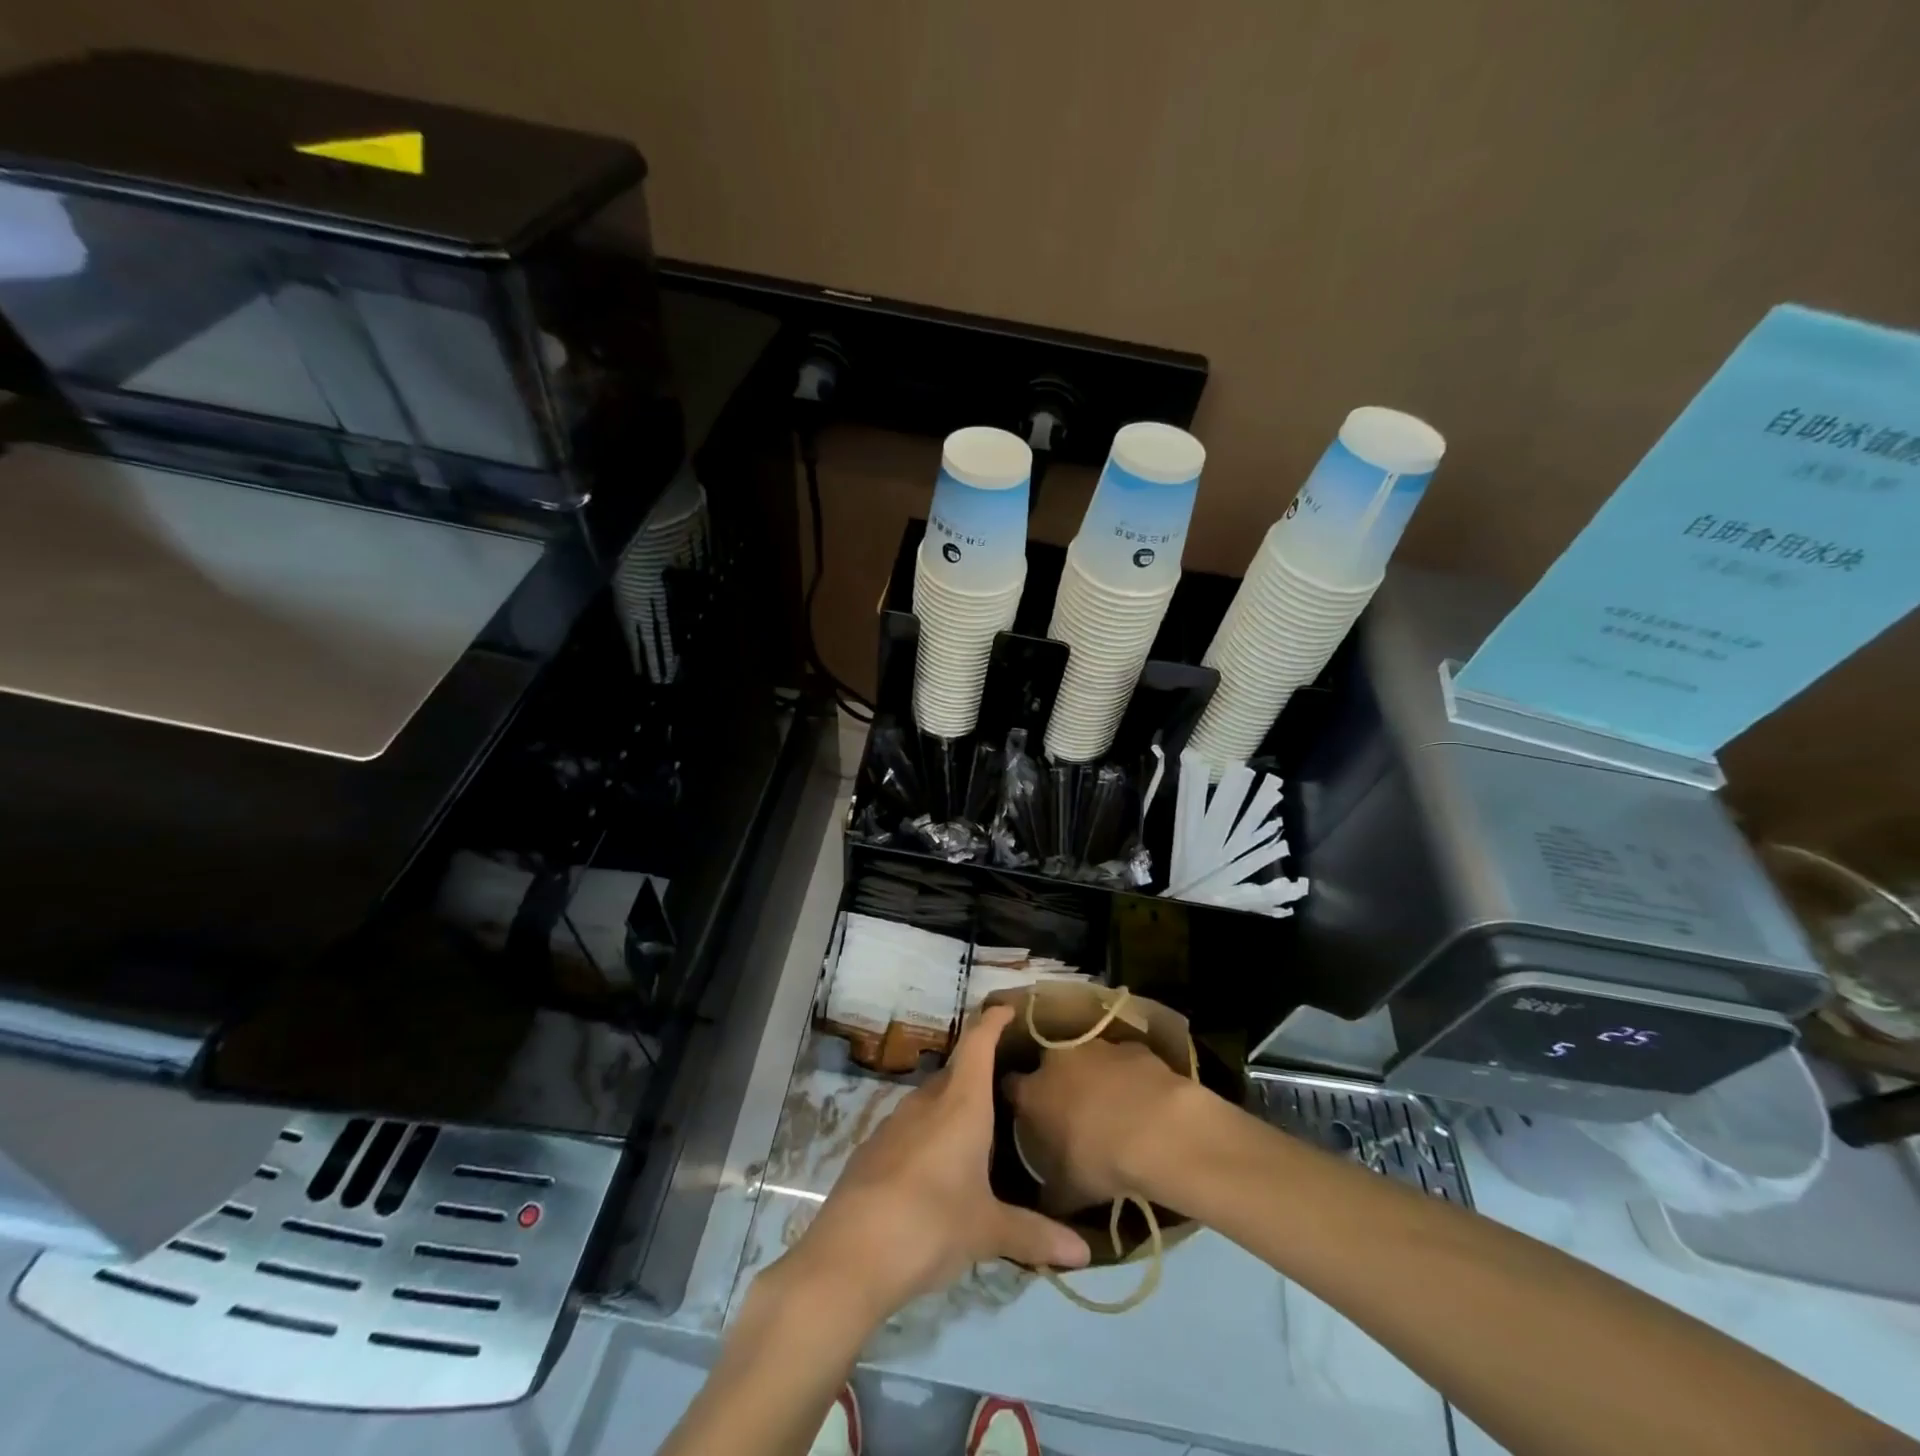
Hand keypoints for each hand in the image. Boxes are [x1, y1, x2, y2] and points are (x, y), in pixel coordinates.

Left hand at [784, 1004, 1091, 1320]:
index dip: (992, 1021)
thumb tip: (1084, 1254)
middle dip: (979, 1073)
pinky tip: (939, 1170)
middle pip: (956, 1073)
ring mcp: (894, 1124)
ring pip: (931, 1102)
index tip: (1007, 1008)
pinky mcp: (872, 1150)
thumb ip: (1034, 1235)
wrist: (849, 1255)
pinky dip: (930, 1136)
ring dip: (953, 1108)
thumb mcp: (987, 1231)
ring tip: (978, 1132)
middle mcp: (926, 1103)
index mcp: (961, 1104)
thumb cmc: (931, 1225)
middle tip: (1007, 1087)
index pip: (977, 1044)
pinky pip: (910, 1130)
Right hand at [1001, 1035, 1206, 1206]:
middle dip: (1055, 1083)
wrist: (1158, 1130)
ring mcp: (1095, 1047)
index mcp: (1032, 1092)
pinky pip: (1122, 1060)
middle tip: (1069, 1111)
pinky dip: (1126, 1075)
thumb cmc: (1100, 1162)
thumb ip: (1048, 1193)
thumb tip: (1040, 1205)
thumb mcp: (1067, 1193)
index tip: (1026, 1116)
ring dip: (1092, 1076)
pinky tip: (1141, 1099)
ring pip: (1086, 1058)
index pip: (1010, 1087)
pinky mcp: (1130, 1046)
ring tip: (1110, 1106)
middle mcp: (1056, 1060)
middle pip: (1047, 1066)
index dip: (1018, 1101)